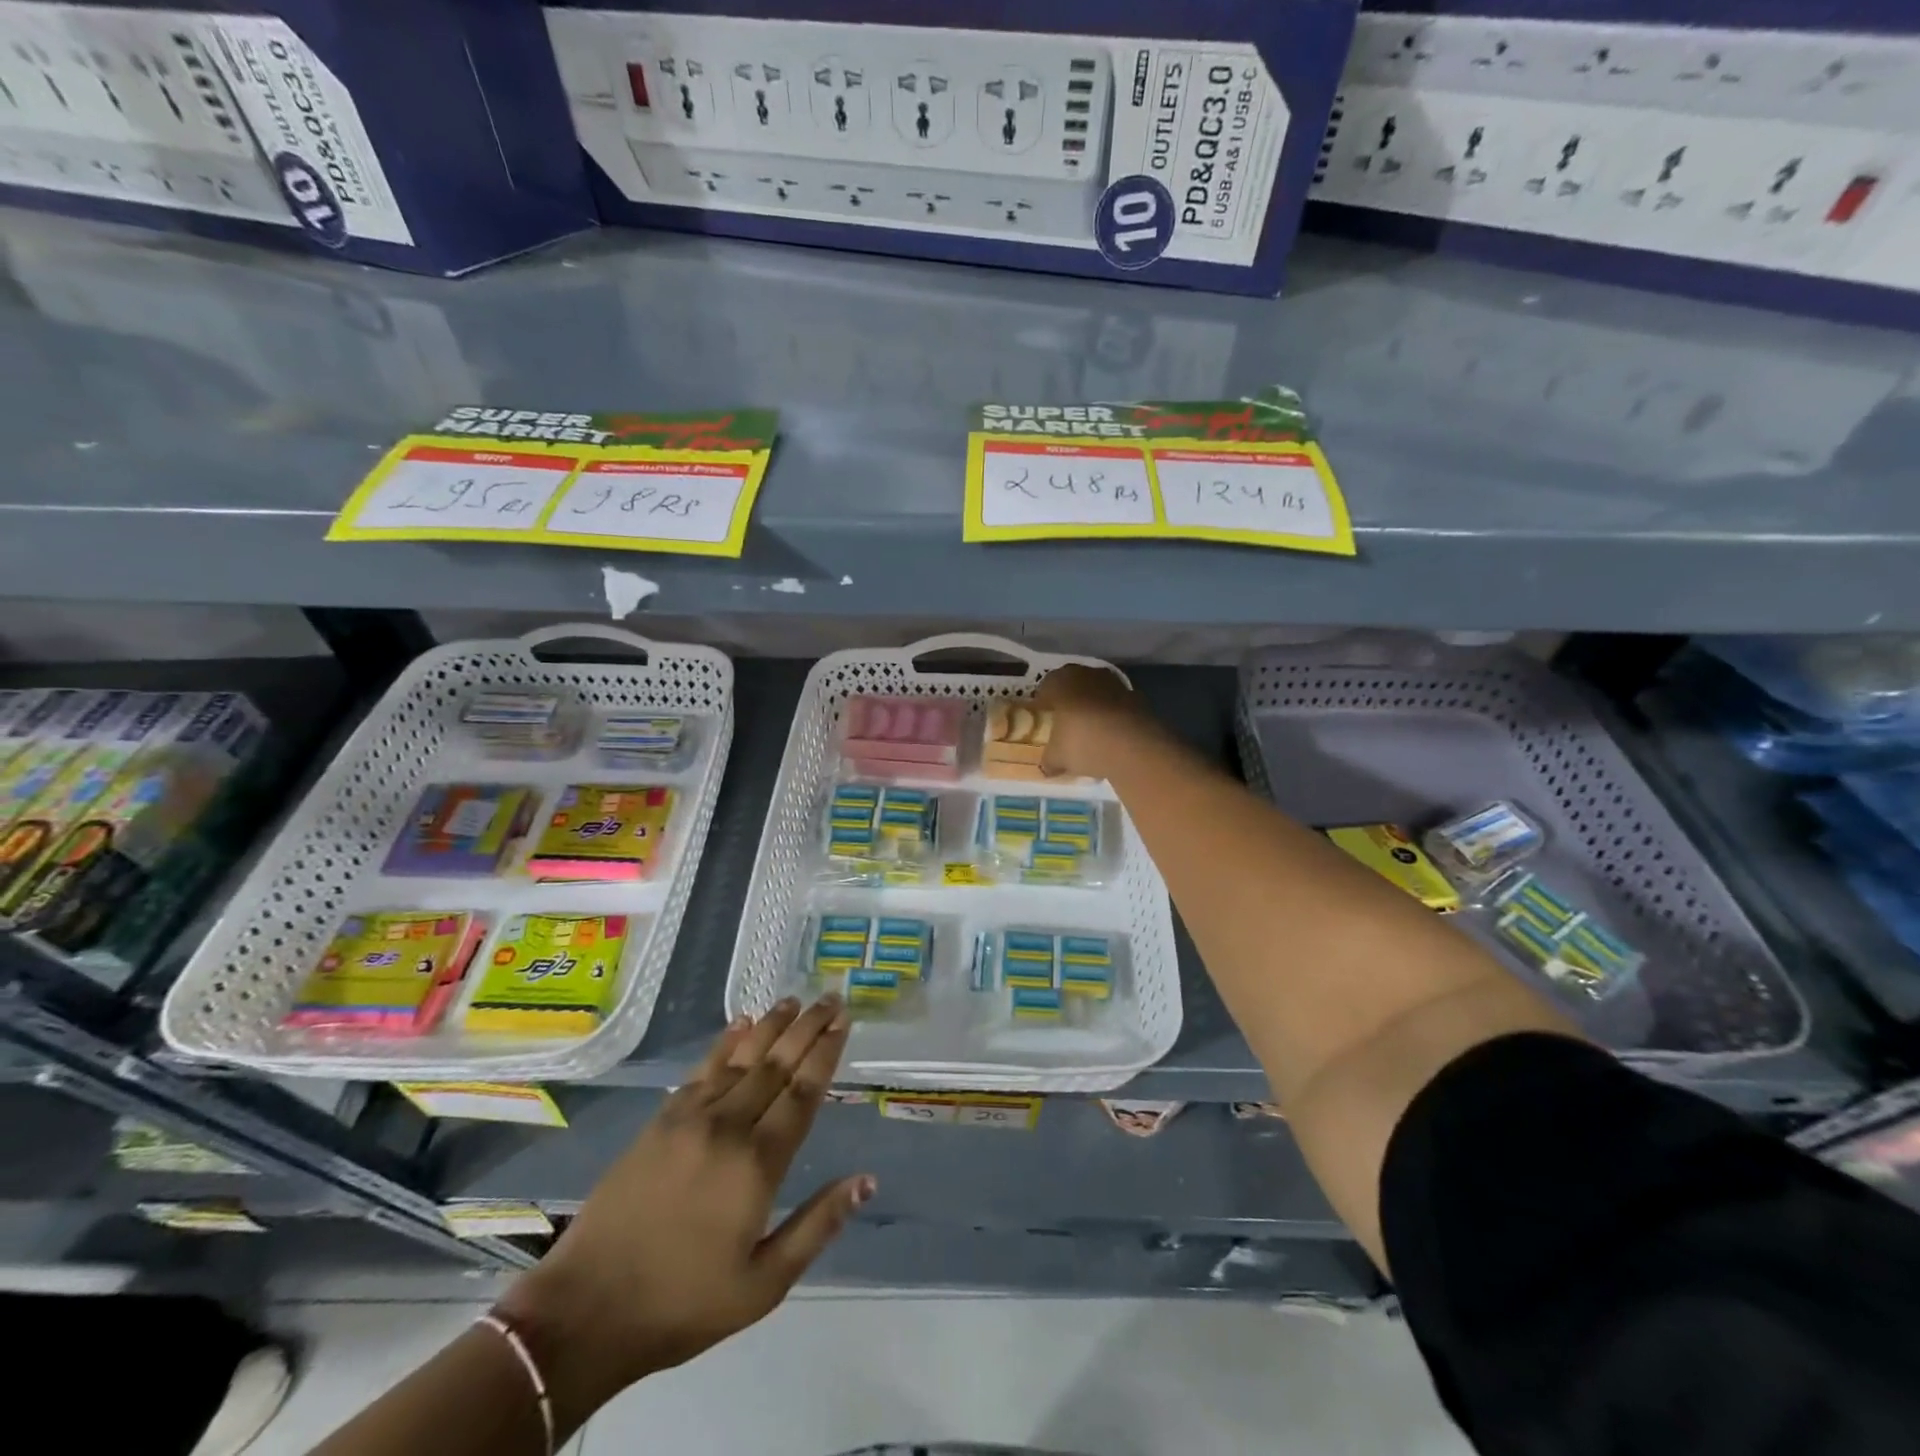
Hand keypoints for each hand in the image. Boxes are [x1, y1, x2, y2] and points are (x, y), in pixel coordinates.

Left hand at [495, 996, 871, 1417]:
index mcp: (758, 1165)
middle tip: (830, 998)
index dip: (826, 1054)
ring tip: (792, 1000)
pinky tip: (740, 1025)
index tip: (844, 1022)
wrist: (585, 1311)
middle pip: (776, 1065)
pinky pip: (702, 1069)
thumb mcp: (763, 1284)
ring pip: (741, 1059)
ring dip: (770, 1026)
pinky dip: (725, 1043)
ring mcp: (690, 1119)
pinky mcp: (660, 1121)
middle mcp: (728, 1127)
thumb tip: (866, 1180)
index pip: (803, 1093)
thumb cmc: (682, 1304)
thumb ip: (817, 1226)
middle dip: (807, 1028)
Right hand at [1034, 663, 1154, 779]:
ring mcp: (1115, 684)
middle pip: (1073, 685)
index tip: (1043, 718)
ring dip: (1094, 707)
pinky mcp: (1138, 697)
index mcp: (1061, 682)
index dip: (1043, 703)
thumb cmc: (1083, 743)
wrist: (1135, 747)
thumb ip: (1048, 759)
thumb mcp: (1057, 758)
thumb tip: (1047, 766)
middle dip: (1069, 702)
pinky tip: (1112, 737)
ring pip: (1097, 693)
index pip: (1046, 686)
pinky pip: (1117, 706)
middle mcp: (1087, 675)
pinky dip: (1113, 717)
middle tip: (1065, 723)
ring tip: (1090, 731)